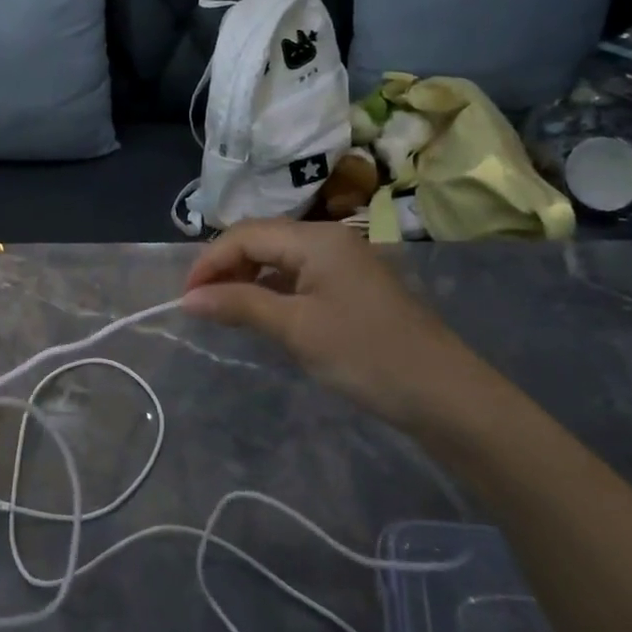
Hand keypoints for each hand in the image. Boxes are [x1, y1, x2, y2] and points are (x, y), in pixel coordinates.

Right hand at [181, 218, 496, 430]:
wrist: (445, 395)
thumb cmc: (365, 355)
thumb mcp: (295, 330)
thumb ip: (239, 305)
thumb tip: (187, 299)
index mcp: (316, 238)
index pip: (246, 235)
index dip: (209, 262)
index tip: (185, 298)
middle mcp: (329, 238)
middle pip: (261, 239)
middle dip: (226, 266)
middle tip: (201, 304)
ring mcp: (344, 260)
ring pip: (279, 256)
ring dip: (247, 277)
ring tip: (224, 309)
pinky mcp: (352, 284)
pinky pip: (299, 273)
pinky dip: (272, 288)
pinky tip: (263, 311)